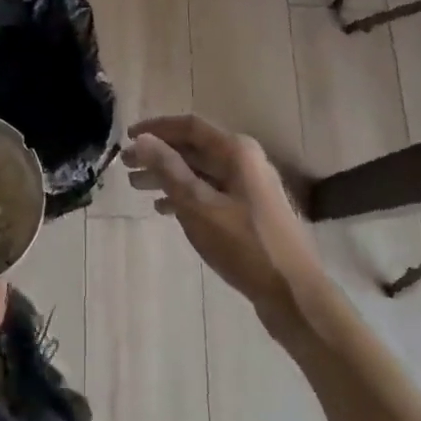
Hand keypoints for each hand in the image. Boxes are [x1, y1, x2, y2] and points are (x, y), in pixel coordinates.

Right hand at [123, 115, 328, 335]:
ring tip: (137, 187)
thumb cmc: (244, 245)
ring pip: (200, 171)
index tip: (127, 138)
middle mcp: (245, 160)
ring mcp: (249, 186)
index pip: (189, 126)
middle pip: (194, 148)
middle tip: (126, 166)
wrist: (294, 294)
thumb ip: (169, 169)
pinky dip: (186, 196)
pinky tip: (164, 210)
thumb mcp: (199, 206)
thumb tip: (143, 140)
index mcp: (236, 150)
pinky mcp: (249, 211)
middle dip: (159, 154)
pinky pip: (210, 192)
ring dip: (168, 176)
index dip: (156, 128)